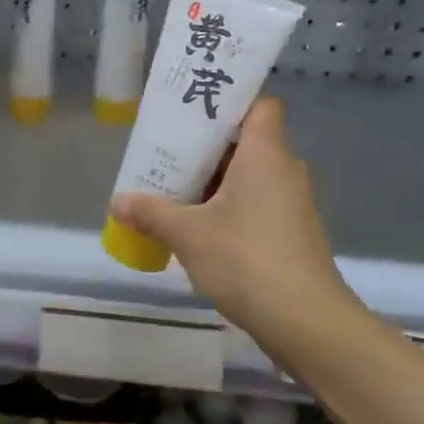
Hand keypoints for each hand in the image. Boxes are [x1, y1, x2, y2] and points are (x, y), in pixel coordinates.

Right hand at [109, 99, 365, 348]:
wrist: (307, 323)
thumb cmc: (247, 260)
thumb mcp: (187, 234)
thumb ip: (150, 212)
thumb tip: (117, 202)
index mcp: (265, 154)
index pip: (259, 105)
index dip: (230, 100)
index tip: (193, 109)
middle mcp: (283, 171)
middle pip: (245, 141)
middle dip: (204, 145)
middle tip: (165, 149)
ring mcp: (290, 204)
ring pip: (247, 175)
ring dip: (212, 179)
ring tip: (170, 186)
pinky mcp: (289, 234)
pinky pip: (253, 203)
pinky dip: (225, 206)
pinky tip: (194, 224)